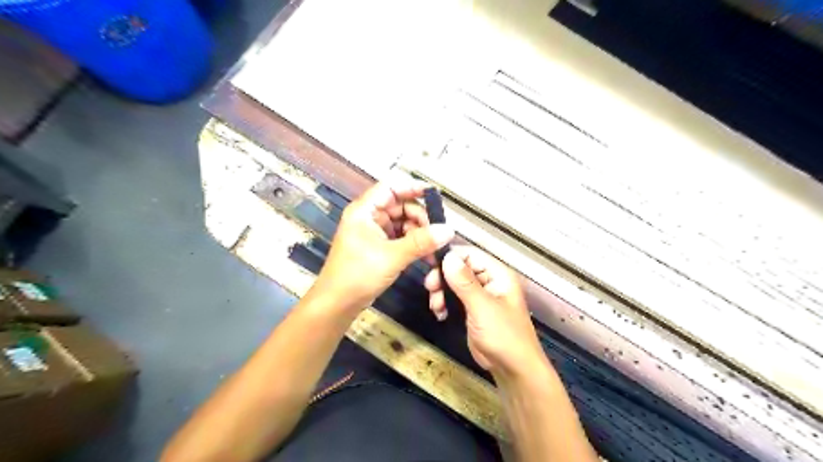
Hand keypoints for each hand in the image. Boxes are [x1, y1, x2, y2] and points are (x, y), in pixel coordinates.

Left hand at [315, 179, 456, 312]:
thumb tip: (448, 230)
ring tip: (435, 249)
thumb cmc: (358, 275)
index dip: (411, 187)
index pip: (390, 187)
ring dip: (420, 234)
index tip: (433, 194)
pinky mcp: (379, 247)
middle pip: (401, 206)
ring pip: (404, 224)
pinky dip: (414, 245)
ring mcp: (374, 232)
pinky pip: (401, 238)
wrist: (338, 304)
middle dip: (421, 218)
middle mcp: (369, 217)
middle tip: (438, 233)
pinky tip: (427, 256)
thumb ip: (421, 242)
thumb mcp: (392, 256)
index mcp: (365, 211)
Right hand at [424, 248, 543, 377]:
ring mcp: (480, 295)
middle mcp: (489, 280)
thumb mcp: (482, 307)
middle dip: (443, 277)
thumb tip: (447, 257)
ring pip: (454, 283)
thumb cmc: (503, 335)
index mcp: (498, 274)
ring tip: (435, 306)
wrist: (513, 370)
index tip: (430, 265)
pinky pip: (454, 298)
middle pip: (459, 267)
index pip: (470, 254)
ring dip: (441, 291)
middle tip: (430, 288)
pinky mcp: (472, 309)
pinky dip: (444, 303)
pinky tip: (440, 314)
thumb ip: (464, 282)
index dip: (450, 257)